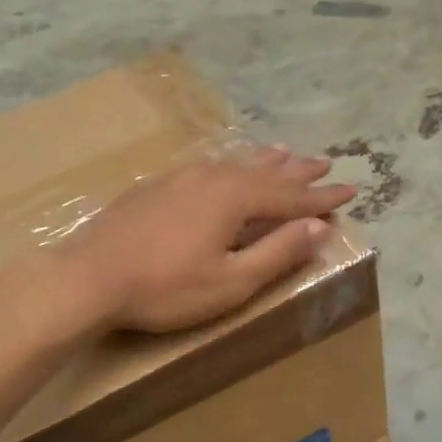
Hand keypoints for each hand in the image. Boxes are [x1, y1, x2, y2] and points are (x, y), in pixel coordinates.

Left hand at [67, 147, 355, 332]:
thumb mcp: (231, 282)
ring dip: (264, 161)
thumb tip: (318, 228)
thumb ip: (276, 253)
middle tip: (325, 162)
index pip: (291, 198)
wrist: (88, 276)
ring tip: (285, 152)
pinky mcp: (156, 187)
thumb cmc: (165, 288)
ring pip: (234, 164)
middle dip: (298, 171)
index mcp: (235, 200)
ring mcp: (180, 179)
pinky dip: (230, 165)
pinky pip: (208, 167)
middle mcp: (212, 178)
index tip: (352, 189)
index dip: (322, 198)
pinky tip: (225, 167)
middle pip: (265, 172)